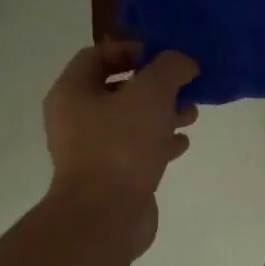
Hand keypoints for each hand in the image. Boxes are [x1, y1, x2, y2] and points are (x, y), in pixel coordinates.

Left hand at [42, 42, 199, 256]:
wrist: (106, 215)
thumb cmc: (122, 145)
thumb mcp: (151, 94)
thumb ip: (170, 69)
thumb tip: (183, 63)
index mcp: (73, 92)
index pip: (99, 54)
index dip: (133, 50)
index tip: (166, 58)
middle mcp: (76, 118)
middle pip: (118, 89)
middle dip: (156, 85)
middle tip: (185, 87)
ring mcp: (92, 149)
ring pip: (131, 120)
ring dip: (162, 113)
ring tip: (191, 115)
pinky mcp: (111, 175)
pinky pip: (136, 149)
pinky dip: (159, 143)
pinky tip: (181, 144)